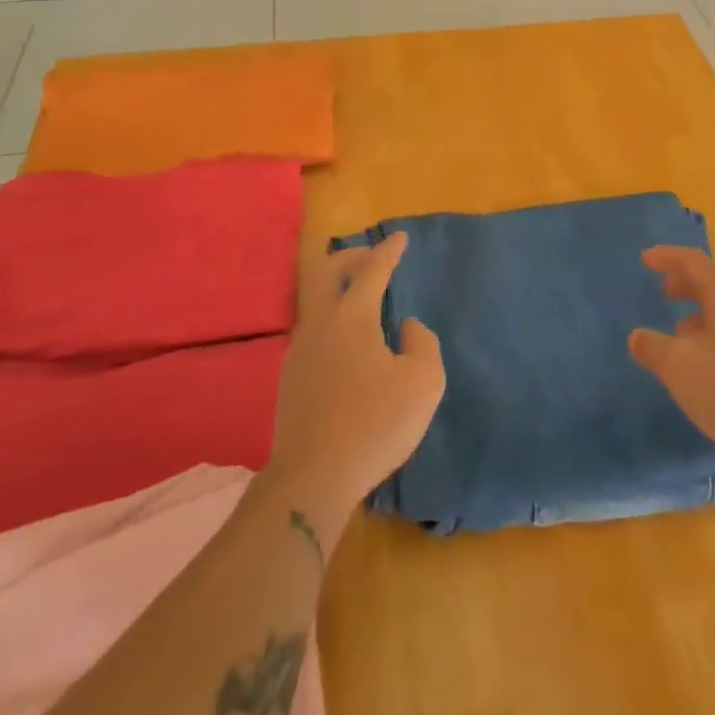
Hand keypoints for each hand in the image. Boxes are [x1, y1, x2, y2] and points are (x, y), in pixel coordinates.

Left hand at [267, 235, 444, 528]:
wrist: (313, 478)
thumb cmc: (375, 424)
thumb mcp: (423, 382)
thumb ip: (423, 344)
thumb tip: (407, 327)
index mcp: (352, 318)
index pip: (372, 270)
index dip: (388, 250)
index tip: (400, 237)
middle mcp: (320, 324)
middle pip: (327, 272)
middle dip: (353, 257)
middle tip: (375, 258)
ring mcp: (300, 351)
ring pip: (317, 301)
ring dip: (340, 289)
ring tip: (365, 300)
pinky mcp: (291, 378)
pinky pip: (314, 330)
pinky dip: (333, 319)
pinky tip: (350, 344)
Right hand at [629, 246, 714, 470]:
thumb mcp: (677, 366)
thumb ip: (652, 347)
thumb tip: (638, 337)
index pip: (693, 261)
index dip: (667, 257)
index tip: (646, 259)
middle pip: (714, 283)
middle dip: (686, 285)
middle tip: (664, 292)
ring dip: (702, 314)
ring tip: (681, 334)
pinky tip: (707, 364)